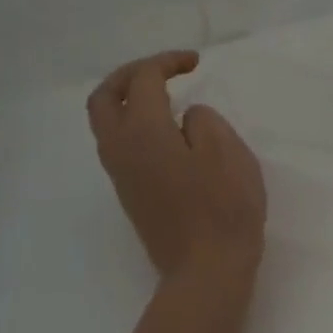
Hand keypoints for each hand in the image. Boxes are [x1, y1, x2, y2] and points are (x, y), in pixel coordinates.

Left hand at [88, 51, 265, 280]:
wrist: (207, 270)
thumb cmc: (223, 208)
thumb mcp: (227, 151)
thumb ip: (203, 121)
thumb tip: (185, 121)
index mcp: (143, 133)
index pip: (143, 80)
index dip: (167, 62)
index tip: (196, 63)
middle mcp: (121, 150)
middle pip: (105, 98)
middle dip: (129, 75)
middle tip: (162, 70)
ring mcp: (121, 176)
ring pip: (106, 124)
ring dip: (128, 100)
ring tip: (164, 97)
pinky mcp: (131, 195)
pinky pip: (119, 146)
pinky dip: (134, 125)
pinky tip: (167, 132)